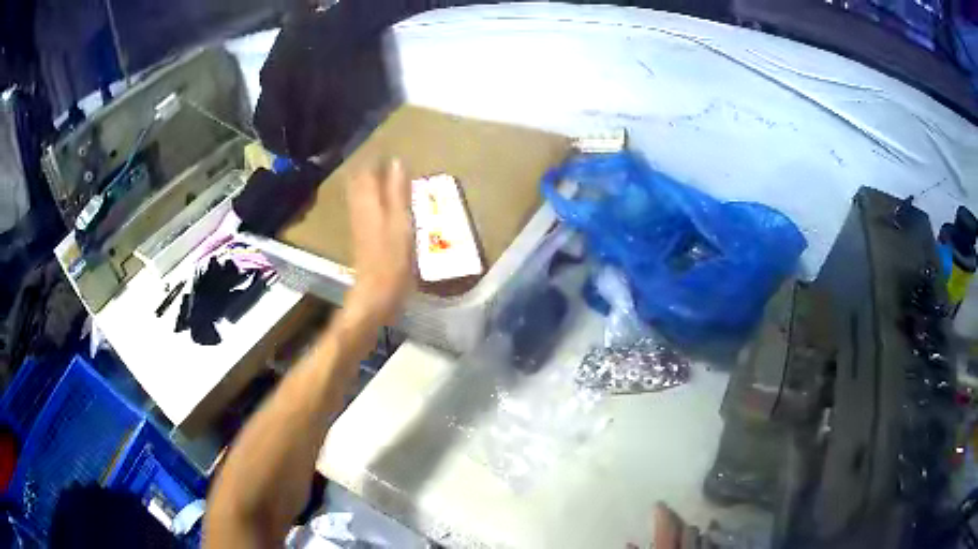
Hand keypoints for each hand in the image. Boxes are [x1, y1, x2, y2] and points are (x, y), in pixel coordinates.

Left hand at [345, 159, 414, 324]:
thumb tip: (396, 161)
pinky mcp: (364, 237)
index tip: (387, 146)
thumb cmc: (392, 259)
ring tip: (385, 172)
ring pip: (360, 194)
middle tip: (385, 157)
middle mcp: (360, 209)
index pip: (366, 171)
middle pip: (359, 182)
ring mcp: (360, 224)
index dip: (374, 157)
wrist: (376, 294)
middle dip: (369, 168)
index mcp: (368, 203)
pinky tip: (382, 200)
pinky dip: (372, 198)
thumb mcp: (401, 223)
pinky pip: (365, 207)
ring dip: (370, 182)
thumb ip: (397, 192)